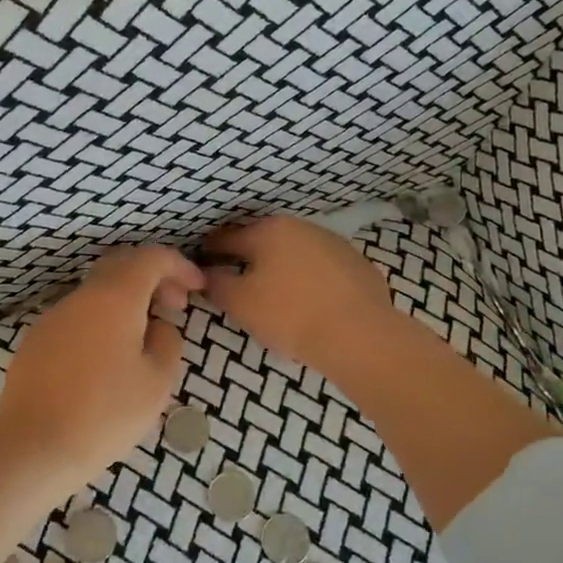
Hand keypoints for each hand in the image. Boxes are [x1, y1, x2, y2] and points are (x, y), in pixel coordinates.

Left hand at [0, 246, 204, 486]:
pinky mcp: (37, 340)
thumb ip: (167, 342)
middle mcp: (82, 297)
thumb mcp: (157, 382)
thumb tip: (159, 326)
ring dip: (126, 301)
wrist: (34, 447)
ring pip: (97, 292)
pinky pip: (78, 317)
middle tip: (174, 306)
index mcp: (115, 298)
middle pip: (121, 266)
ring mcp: (54, 317)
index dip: (179, 265)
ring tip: (144, 338)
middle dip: (153, 277)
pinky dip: (102, 321)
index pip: (151, 258)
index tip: (196, 287)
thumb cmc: (105, 414)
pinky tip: (108, 359)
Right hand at [201, 216, 399, 375]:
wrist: (359, 336)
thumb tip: (207, 274)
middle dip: (248, 258)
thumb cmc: (289, 314)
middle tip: (238, 283)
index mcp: (268, 230)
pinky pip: (323, 270)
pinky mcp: (358, 265)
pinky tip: (311, 304)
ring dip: (282, 268)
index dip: (210, 251)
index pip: (227, 237)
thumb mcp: (239, 303)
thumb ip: (217, 284)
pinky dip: (311, 281)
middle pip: (263, 242)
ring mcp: (334, 243)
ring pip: (296, 253)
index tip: (202, 264)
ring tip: (276, 296)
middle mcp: (301, 227)